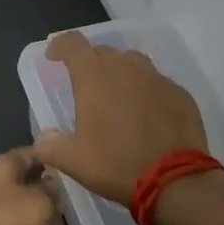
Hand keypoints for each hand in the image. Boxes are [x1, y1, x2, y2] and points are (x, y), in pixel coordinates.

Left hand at [0, 148, 66, 224]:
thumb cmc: (4, 218)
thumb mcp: (39, 202)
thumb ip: (52, 194)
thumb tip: (54, 187)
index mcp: (4, 165)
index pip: (32, 153)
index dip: (52, 159)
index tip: (72, 168)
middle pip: (27, 184)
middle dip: (49, 197)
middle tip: (71, 208)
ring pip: (21, 211)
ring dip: (40, 221)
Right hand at [32, 31, 207, 202]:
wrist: (174, 181)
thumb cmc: (116, 164)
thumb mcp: (71, 160)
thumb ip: (49, 145)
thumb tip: (43, 139)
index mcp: (94, 76)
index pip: (72, 43)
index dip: (59, 45)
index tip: (53, 57)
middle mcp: (125, 67)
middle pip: (103, 52)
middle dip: (90, 63)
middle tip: (86, 86)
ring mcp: (157, 78)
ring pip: (133, 63)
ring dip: (120, 73)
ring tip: (117, 96)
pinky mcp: (180, 94)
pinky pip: (157, 83)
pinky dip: (147, 91)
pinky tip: (147, 114)